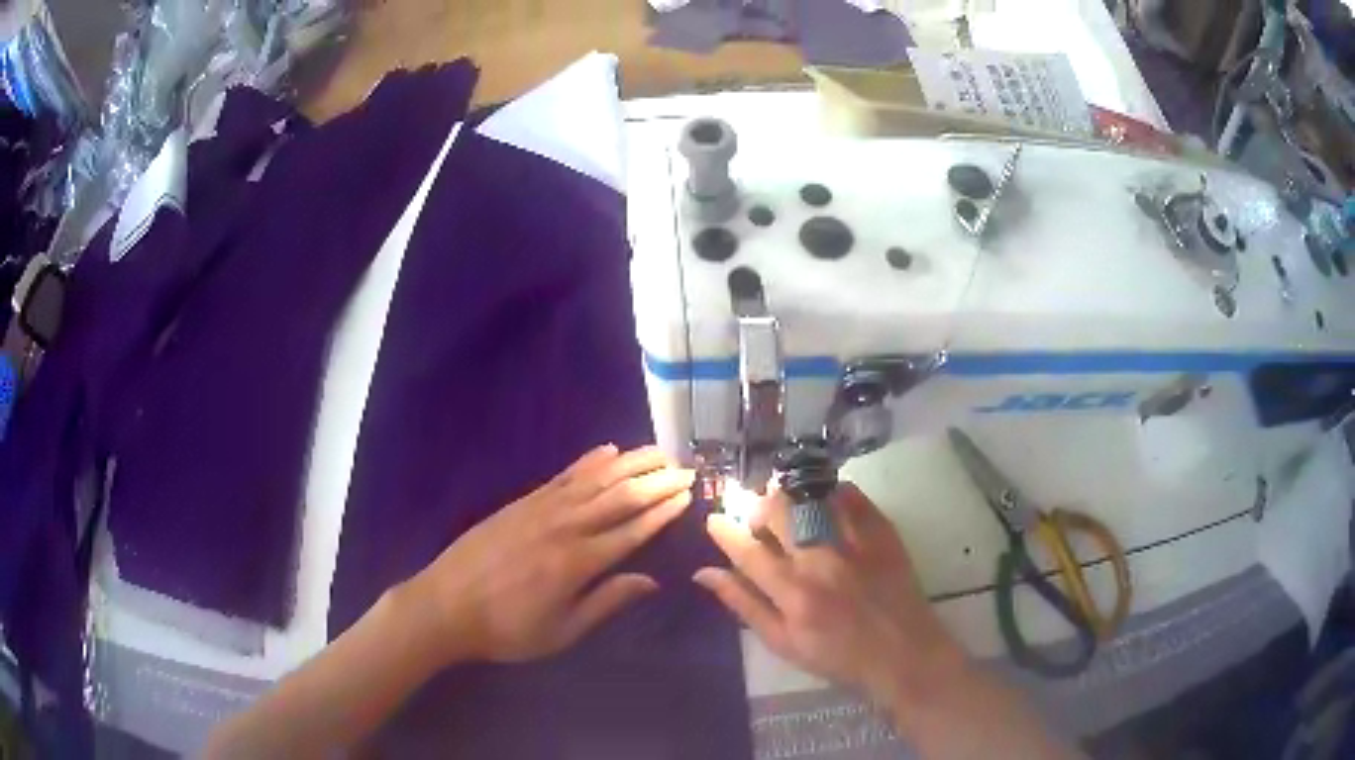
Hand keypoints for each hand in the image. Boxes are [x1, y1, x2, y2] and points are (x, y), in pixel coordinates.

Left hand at [407, 444, 693, 664]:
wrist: (446, 605)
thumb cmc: (507, 628)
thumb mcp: (562, 631)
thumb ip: (607, 602)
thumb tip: (651, 580)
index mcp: (578, 562)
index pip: (632, 530)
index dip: (662, 511)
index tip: (687, 494)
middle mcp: (565, 527)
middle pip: (619, 497)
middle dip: (655, 481)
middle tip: (685, 467)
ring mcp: (541, 509)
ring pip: (595, 480)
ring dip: (630, 463)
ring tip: (658, 451)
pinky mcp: (522, 502)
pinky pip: (563, 476)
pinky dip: (588, 461)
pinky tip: (607, 450)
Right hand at [694, 483, 963, 705]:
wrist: (903, 653)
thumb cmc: (837, 656)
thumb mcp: (783, 643)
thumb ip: (744, 605)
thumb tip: (704, 573)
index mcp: (792, 594)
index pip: (747, 552)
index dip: (724, 531)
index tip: (714, 520)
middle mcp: (821, 562)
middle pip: (778, 512)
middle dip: (760, 510)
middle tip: (763, 524)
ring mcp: (854, 543)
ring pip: (811, 497)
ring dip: (792, 497)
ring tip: (792, 511)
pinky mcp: (882, 532)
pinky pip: (851, 495)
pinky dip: (831, 492)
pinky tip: (825, 504)